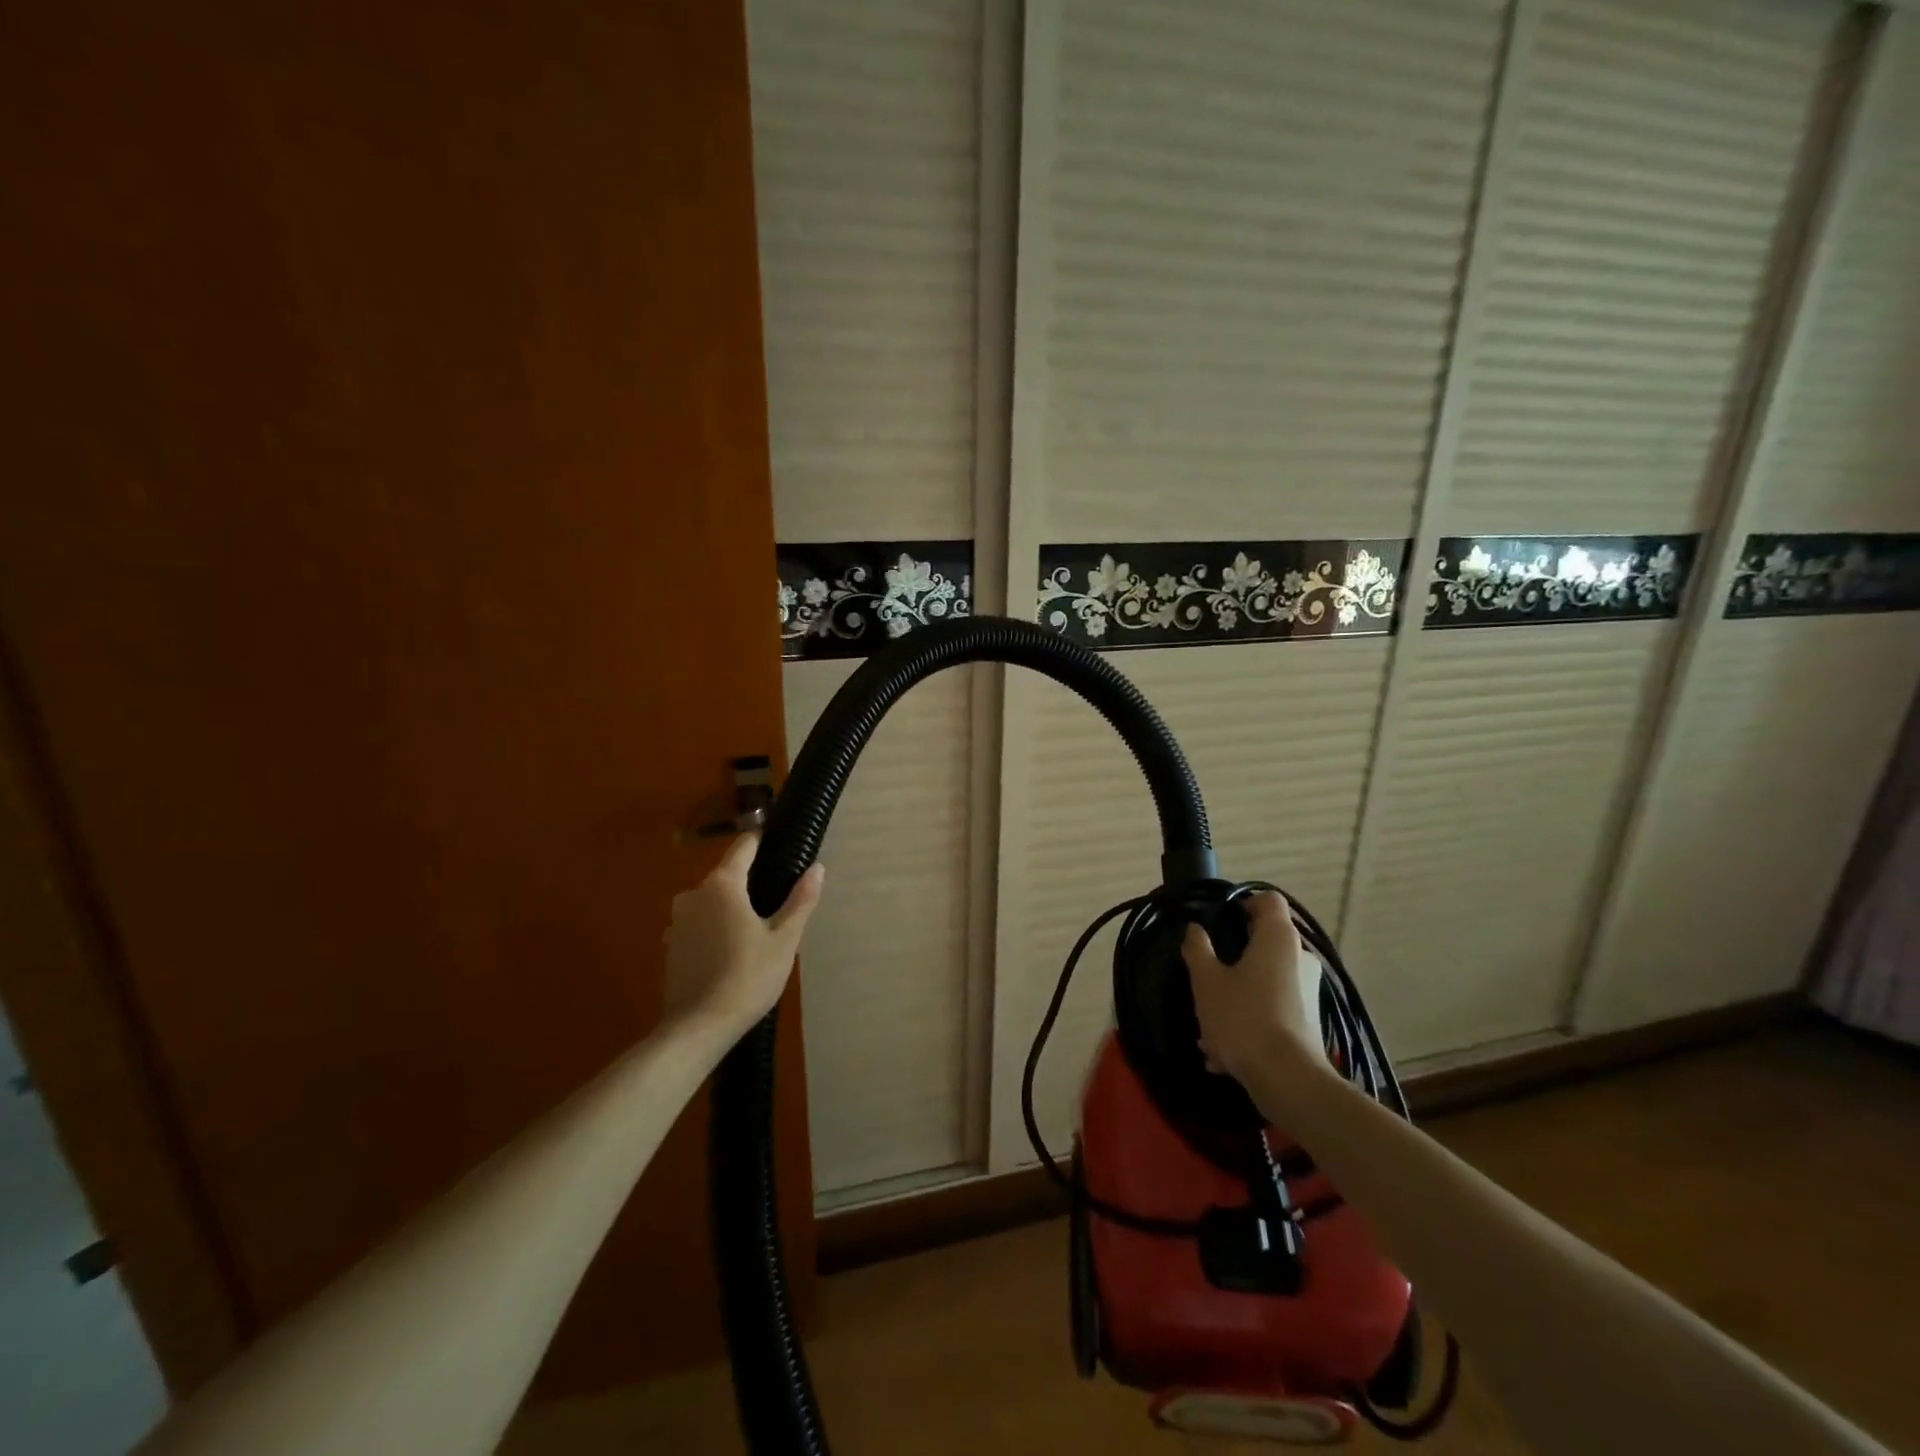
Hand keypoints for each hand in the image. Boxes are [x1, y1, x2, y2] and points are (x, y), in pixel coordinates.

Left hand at [662, 833, 824, 1042]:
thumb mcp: (784, 939)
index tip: (781, 846)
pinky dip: (716, 929)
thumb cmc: (748, 977)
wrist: (698, 1027)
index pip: (744, 847)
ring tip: (757, 933)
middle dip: (751, 884)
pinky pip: (700, 924)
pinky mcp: (671, 944)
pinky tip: (732, 953)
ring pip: (713, 901)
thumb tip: (817, 867)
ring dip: (732, 909)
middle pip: (728, 875)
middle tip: (778, 906)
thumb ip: (801, 900)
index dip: (763, 843)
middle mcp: (695, 893)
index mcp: (723, 884)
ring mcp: (678, 920)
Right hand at [1182, 891, 1324, 1083]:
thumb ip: (1197, 949)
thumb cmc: (1243, 1017)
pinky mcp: (1308, 1020)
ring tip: (1208, 1023)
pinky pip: (1272, 1007)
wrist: (1287, 1080)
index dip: (1243, 903)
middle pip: (1264, 941)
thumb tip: (1195, 930)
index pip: (1267, 900)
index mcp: (1278, 937)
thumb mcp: (1206, 981)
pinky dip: (1250, 1018)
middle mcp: (1300, 957)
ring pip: (1265, 979)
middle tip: (1206, 973)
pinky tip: (1222, 1050)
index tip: (1220, 921)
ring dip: (1237, 993)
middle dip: (1233, 955)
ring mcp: (1308, 990)